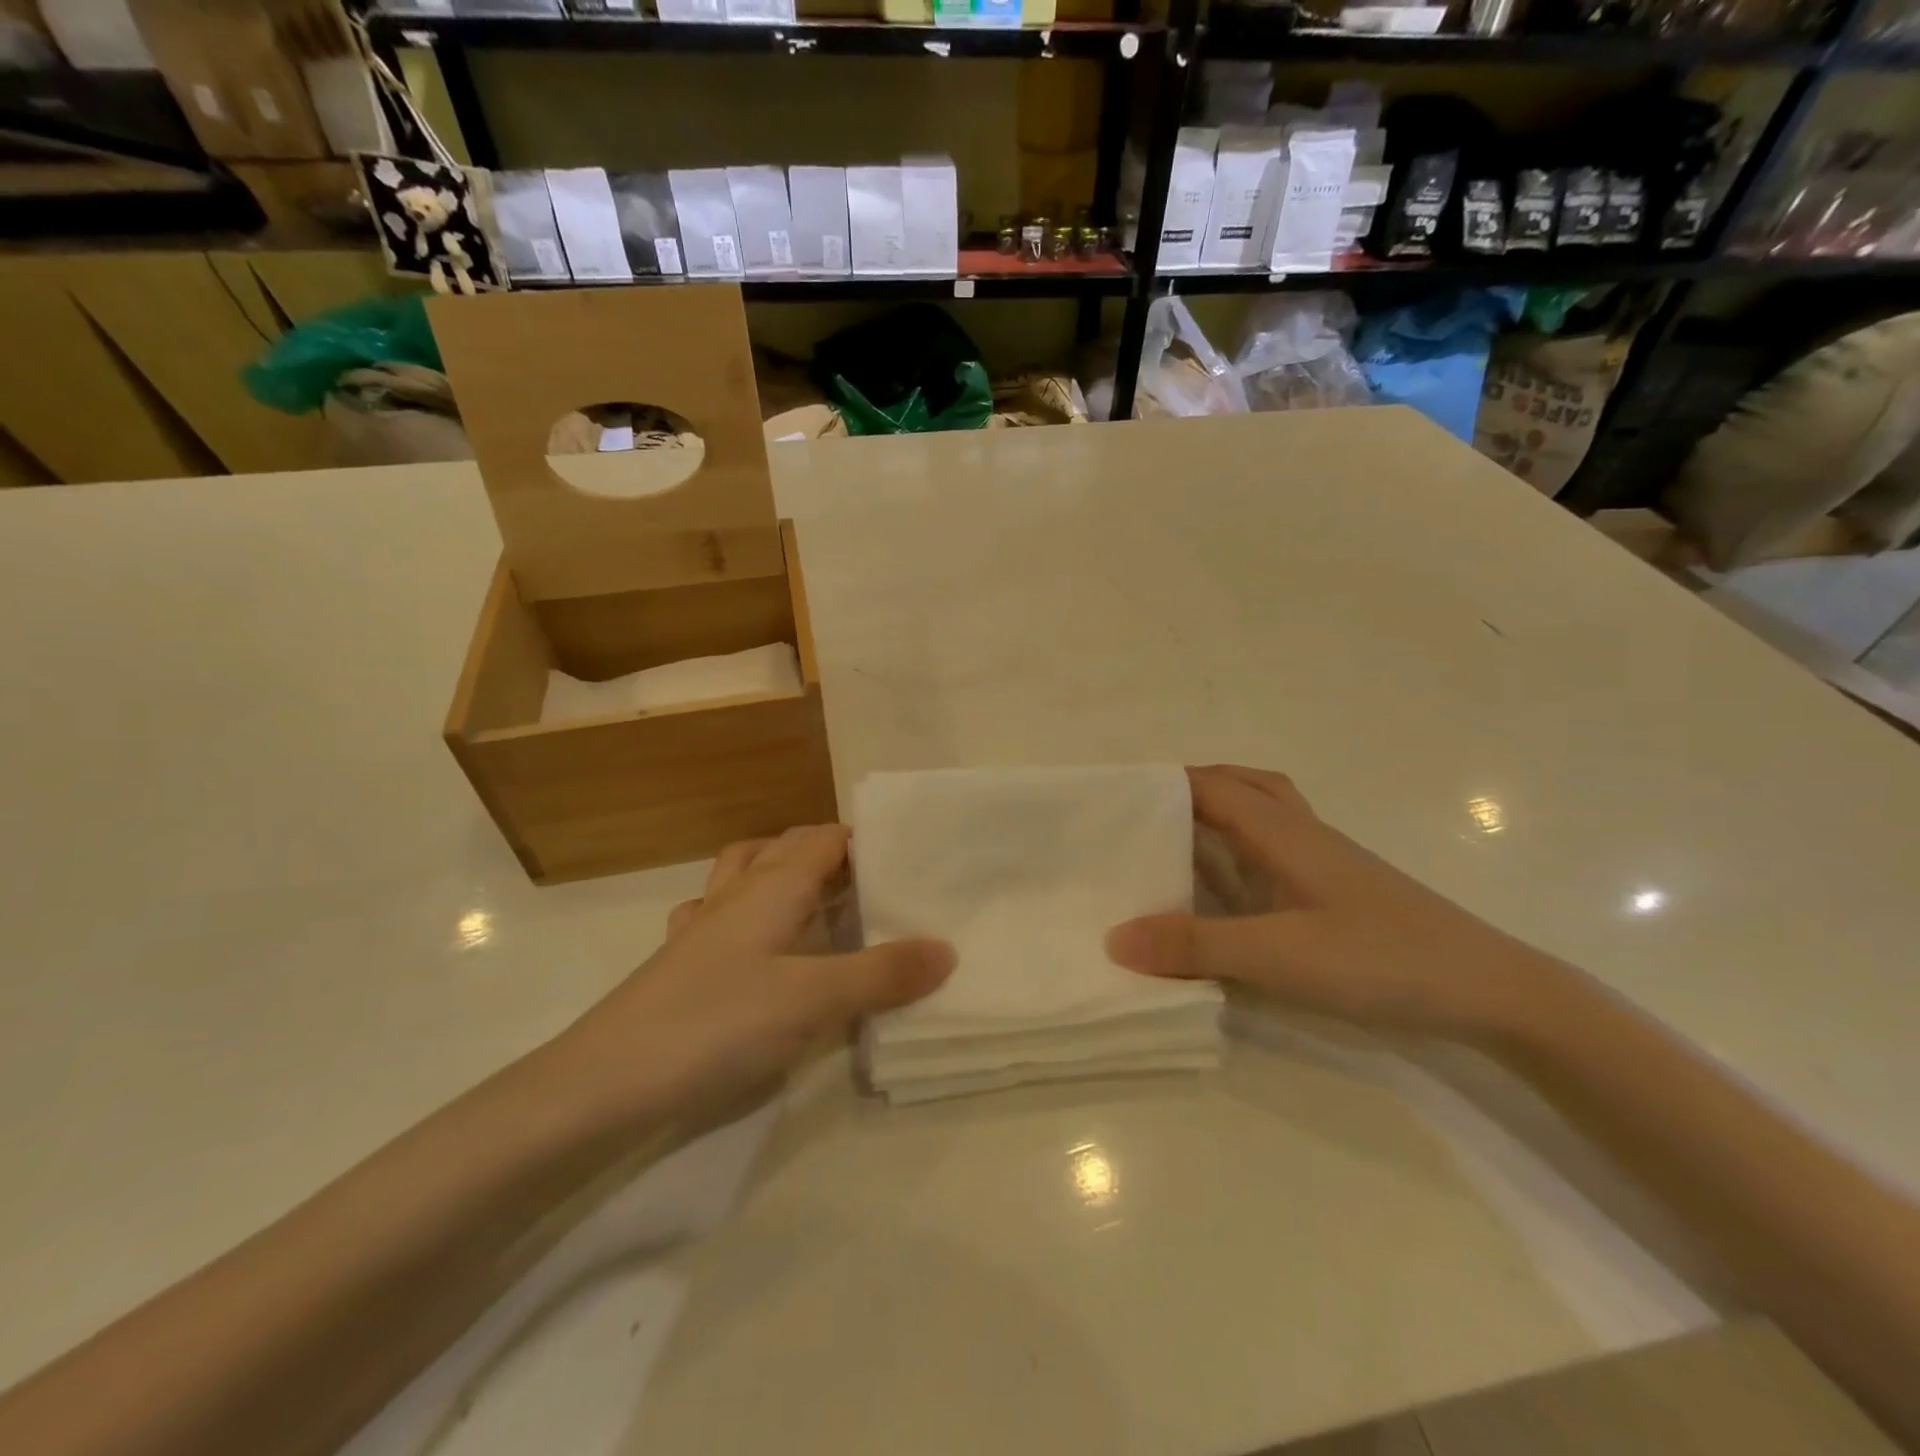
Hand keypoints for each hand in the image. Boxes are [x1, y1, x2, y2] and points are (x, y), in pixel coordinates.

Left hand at [560, 825, 953, 1122]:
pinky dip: (741, 912)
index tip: (906, 856)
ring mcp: (702, 925)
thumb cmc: (717, 1025)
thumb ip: (883, 974)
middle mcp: (736, 892)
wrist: (604, 1083)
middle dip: (831, 854)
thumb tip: (947, 949)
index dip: (865, 840)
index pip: (826, 838)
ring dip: (781, 873)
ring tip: (816, 901)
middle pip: (787, 848)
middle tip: (875, 883)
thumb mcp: (814, 1000)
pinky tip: (751, 942)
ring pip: (746, 873)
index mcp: (773, 886)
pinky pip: (715, 915)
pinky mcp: (679, 961)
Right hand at [1105, 765, 1555, 1042]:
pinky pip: (1273, 850)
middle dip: (1187, 790)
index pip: (1209, 785)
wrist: (1491, 991)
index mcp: (1281, 831)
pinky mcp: (1335, 891)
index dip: (1161, 783)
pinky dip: (1239, 850)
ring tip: (1172, 844)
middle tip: (1141, 817)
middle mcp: (1300, 833)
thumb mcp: (1278, 955)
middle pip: (1237, 786)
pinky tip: (1226, 890)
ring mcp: (1322, 861)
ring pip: (1260, 814)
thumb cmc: (1381, 958)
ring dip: (1216, 815)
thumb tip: (1113, 938)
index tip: (1112, 798)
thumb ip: (1195, 945)